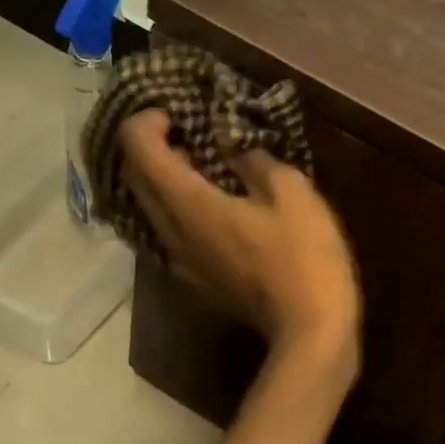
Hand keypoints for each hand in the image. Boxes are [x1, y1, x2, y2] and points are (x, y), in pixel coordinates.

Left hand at [119, 110, 361, 370]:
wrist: (309, 331)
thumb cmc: (305, 258)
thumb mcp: (292, 192)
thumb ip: (253, 159)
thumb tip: (230, 143)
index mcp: (190, 204)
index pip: (138, 149)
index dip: (147, 121)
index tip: (177, 112)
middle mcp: (171, 232)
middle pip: (135, 177)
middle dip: (149, 145)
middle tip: (185, 130)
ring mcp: (179, 260)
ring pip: (149, 207)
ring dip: (163, 177)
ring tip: (201, 161)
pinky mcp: (194, 278)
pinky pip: (168, 230)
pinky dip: (177, 205)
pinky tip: (212, 201)